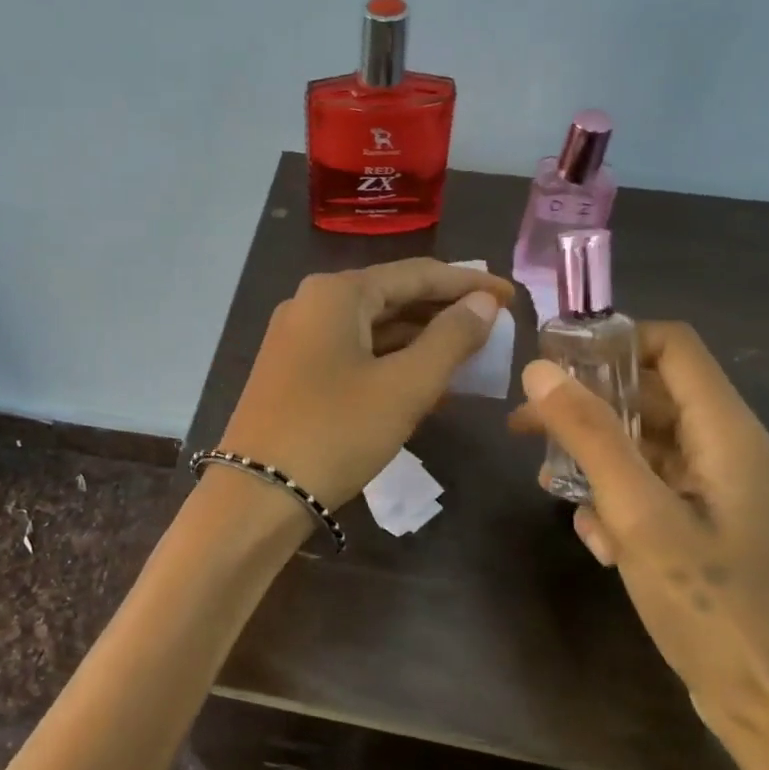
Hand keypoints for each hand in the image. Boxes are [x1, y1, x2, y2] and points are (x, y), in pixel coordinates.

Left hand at [218, 260, 513, 510]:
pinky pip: (354, 352)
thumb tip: (484, 301)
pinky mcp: (293, 370)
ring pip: (373, 327)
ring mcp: (298, 337)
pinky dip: (391, 362)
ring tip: (470, 354)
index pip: (417, 274)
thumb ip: (451, 338)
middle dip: (445, 311)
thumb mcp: (404, 386)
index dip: (468, 283)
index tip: (512, 297)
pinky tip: (425, 381)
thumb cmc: (335, 433)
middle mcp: (312, 303)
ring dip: (420, 340)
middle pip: (392, 296)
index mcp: (337, 293)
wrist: (256, 495)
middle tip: (495, 326)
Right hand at [510, 322, 768, 769]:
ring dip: (597, 461)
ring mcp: (724, 495)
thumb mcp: (641, 516)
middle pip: (653, 397)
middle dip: (589, 407)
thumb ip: (592, 437)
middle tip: (526, 426)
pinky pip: (655, 492)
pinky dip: (620, 503)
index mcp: (729, 434)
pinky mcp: (711, 531)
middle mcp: (731, 453)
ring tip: (553, 488)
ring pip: (648, 448)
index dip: (613, 341)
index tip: (553, 362)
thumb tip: (541, 369)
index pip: (673, 347)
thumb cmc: (716, 610)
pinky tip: (598, 541)